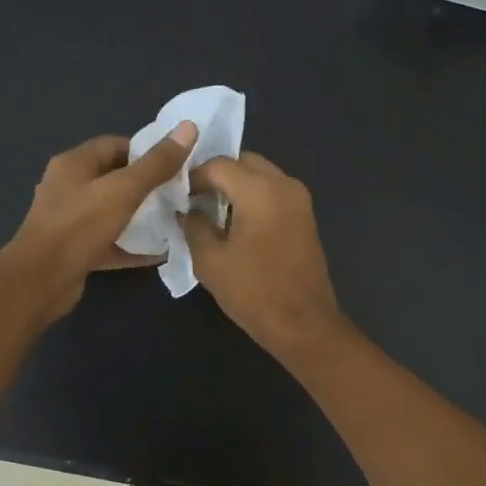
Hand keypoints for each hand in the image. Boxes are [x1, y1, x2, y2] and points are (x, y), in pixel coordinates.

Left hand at [6, 122, 197, 322]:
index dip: (146, 152)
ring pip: (112, 212)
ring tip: (173, 221)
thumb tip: (189, 127)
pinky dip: (132, 246)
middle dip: (147, 186)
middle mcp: (68, 187)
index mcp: (74, 164)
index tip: (175, 165)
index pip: (115, 145)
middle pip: (114, 179)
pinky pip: (110, 242)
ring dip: (140, 217)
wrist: (41, 280)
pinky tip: (159, 253)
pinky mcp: (76, 250)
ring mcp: (70, 220)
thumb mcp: (123, 190)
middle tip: (178, 194)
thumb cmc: (80, 226)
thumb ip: (157, 163)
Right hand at [182, 152, 342, 359]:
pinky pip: (275, 193)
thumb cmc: (253, 292)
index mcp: (260, 190)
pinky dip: (254, 198)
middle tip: (196, 201)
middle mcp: (284, 185)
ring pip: (262, 176)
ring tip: (214, 214)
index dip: (193, 177)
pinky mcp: (306, 217)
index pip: (219, 165)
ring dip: (237, 187)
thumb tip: (188, 211)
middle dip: (218, 176)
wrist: (303, 323)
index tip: (178, 197)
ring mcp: (300, 200)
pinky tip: (238, 225)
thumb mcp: (210, 261)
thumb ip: (194, 226)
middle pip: (244, 162)